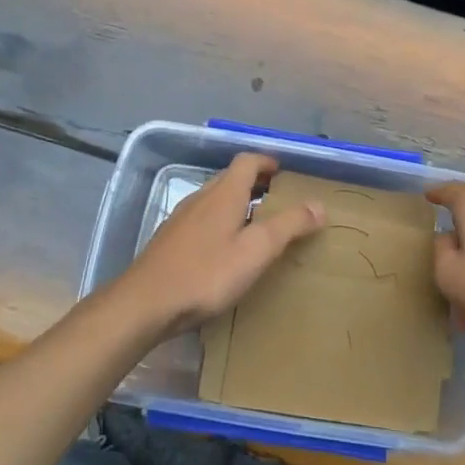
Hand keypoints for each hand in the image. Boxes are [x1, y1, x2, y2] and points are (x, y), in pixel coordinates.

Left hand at [114, 153, 325, 336]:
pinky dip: (220, 222)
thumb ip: (289, 226)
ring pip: (215, 199)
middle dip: (255, 183)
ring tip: (256, 224)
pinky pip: (202, 219)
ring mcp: (182, 218)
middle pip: (230, 178)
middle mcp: (202, 198)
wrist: (146, 303)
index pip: (247, 161)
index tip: (284, 172)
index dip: (267, 162)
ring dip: (237, 203)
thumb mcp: (256, 251)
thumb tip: (318, 204)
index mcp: (224, 194)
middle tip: (277, 199)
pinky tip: (224, 249)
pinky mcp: (170, 240)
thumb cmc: (207, 274)